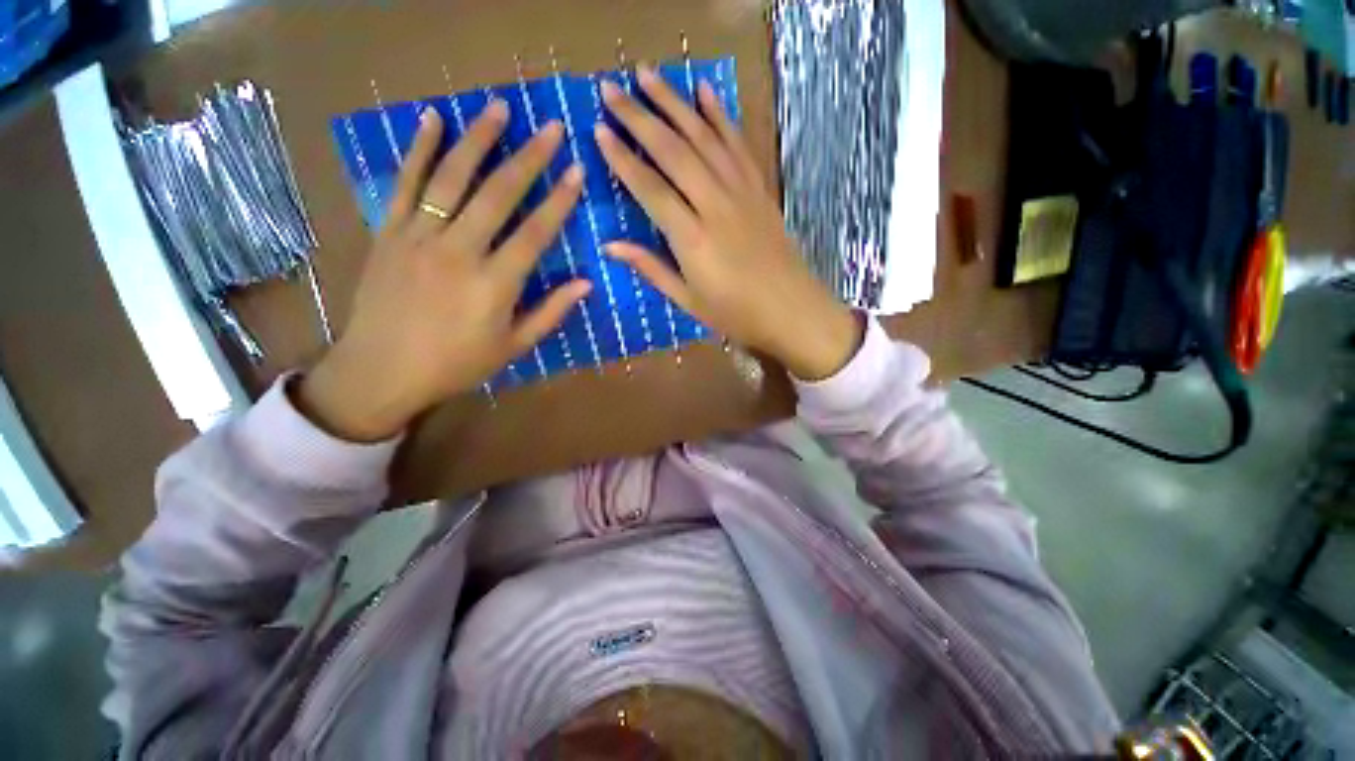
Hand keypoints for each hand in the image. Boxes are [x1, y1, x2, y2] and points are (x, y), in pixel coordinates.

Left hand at [296, 103, 590, 441]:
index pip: (535, 233)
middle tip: (550, 127)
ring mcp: (419, 236)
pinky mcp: (389, 232)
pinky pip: (405, 183)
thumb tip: (586, 283)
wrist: (381, 371)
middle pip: (498, 195)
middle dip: (528, 157)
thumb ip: (551, 312)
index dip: (558, 201)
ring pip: (452, 178)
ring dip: (478, 140)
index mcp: (494, 284)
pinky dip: (419, 149)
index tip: (576, 171)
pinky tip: (432, 119)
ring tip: (498, 109)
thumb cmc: (457, 364)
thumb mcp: (514, 346)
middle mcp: (458, 251)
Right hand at [596, 68, 860, 380]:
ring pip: (704, 137)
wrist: (790, 310)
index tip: (599, 131)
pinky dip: (721, 116)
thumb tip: (610, 245)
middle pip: (673, 151)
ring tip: (648, 75)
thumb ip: (651, 268)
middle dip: (639, 117)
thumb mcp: (688, 300)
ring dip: (674, 103)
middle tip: (610, 90)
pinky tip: (705, 92)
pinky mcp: (760, 189)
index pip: (650, 188)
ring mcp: (741, 192)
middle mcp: (715, 205)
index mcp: (692, 239)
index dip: (622, 159)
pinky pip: (738, 145)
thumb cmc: (736, 314)